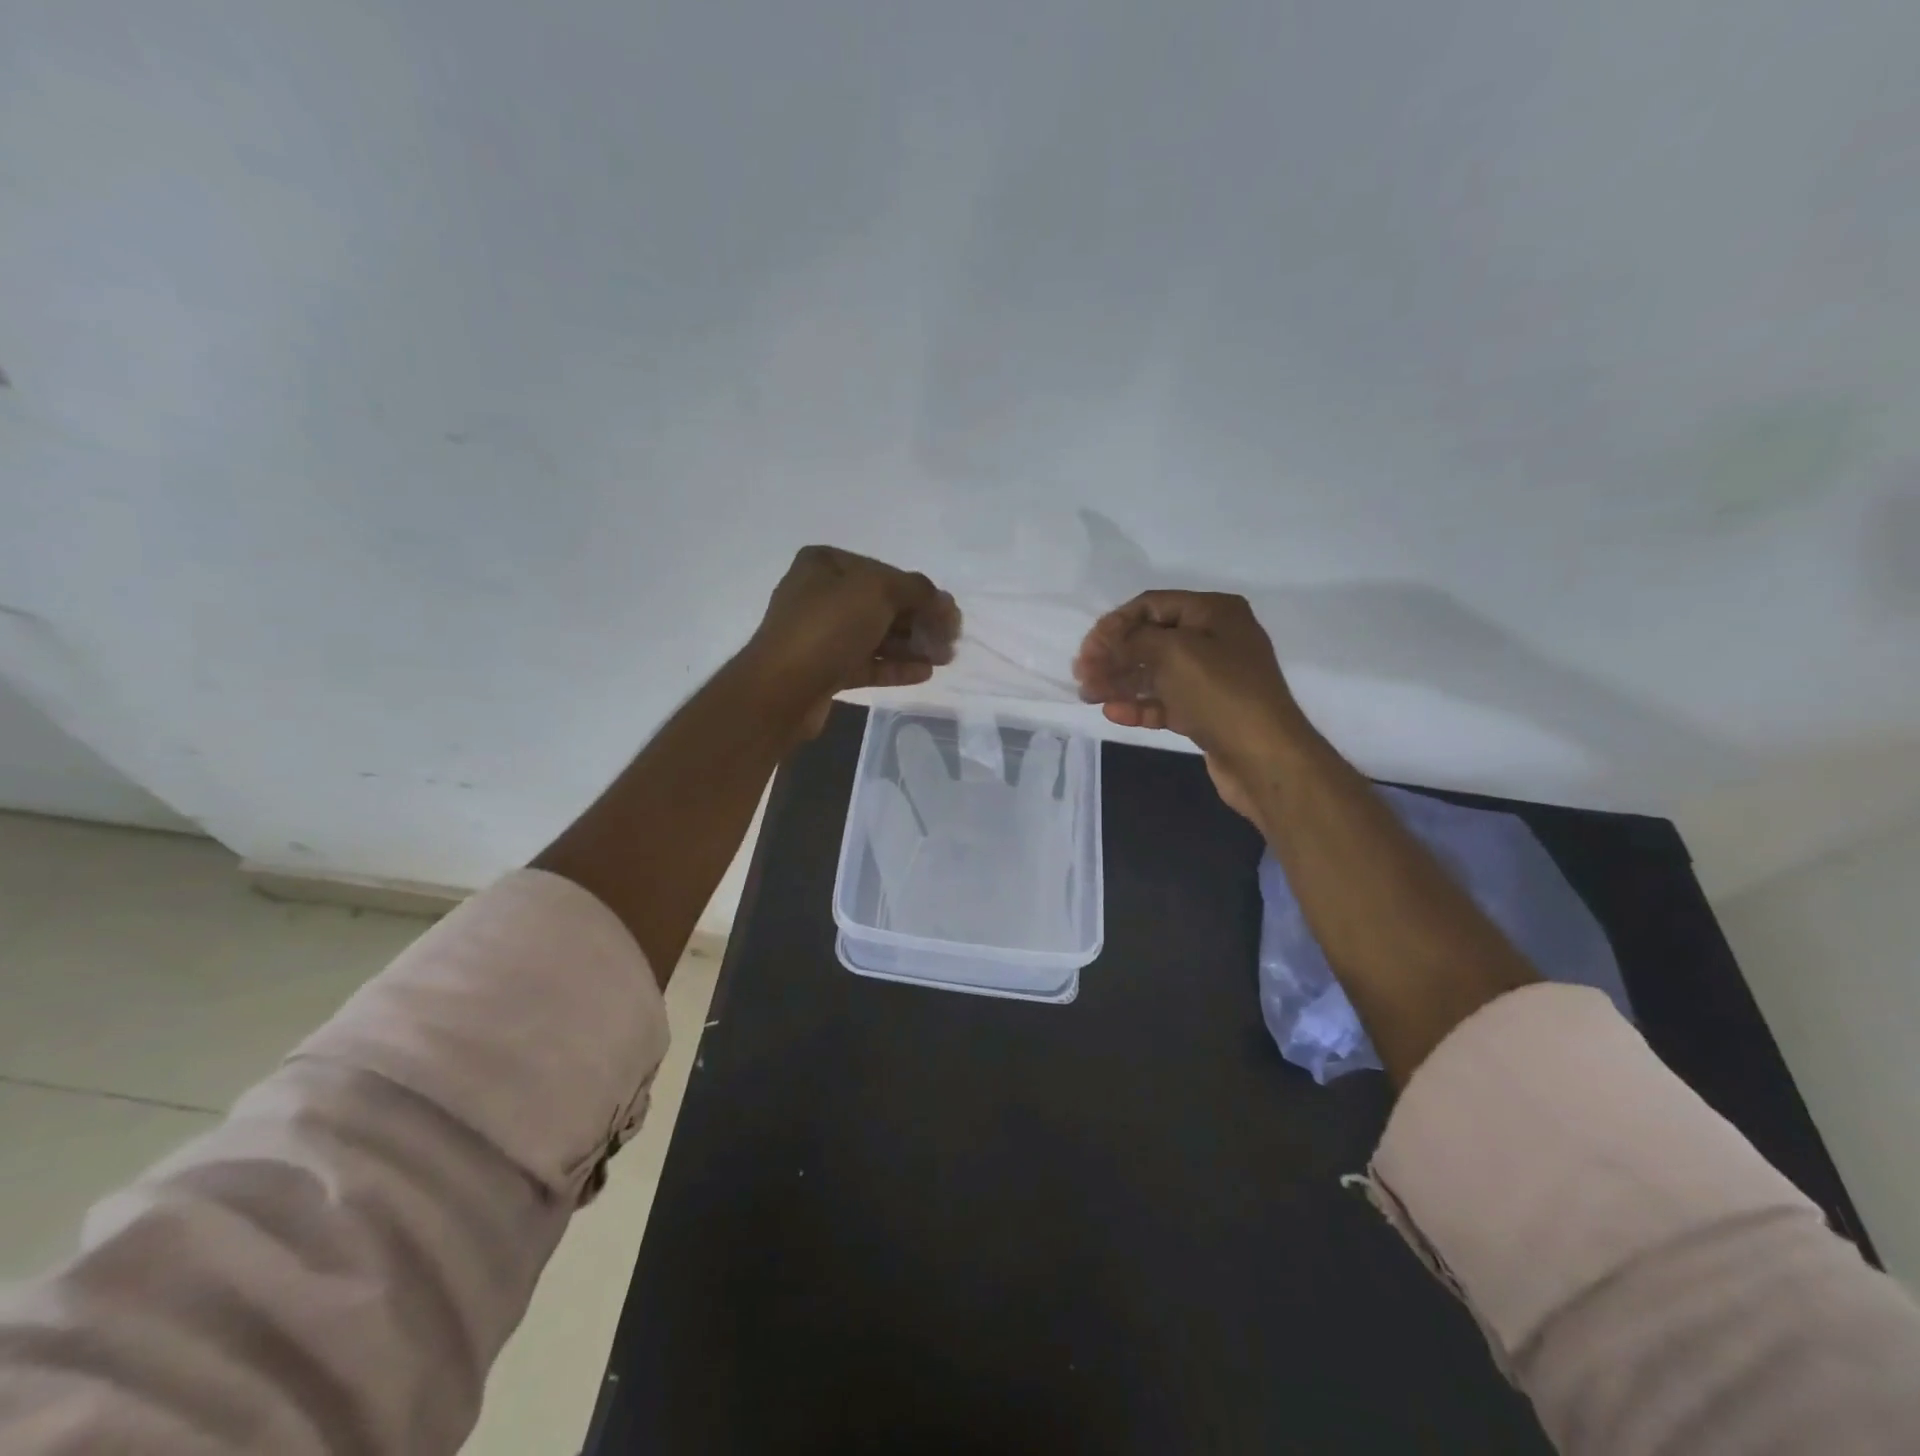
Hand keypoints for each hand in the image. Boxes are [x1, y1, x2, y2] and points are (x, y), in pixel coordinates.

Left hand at [745, 546, 960, 738]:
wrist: (782, 688)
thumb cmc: (828, 627)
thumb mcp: (878, 591)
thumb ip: (918, 591)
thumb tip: (944, 603)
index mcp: (826, 565)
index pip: (884, 572)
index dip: (921, 592)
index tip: (950, 613)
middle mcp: (820, 595)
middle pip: (882, 605)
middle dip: (919, 621)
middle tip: (951, 639)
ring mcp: (820, 634)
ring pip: (876, 636)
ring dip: (912, 645)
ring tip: (944, 658)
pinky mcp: (824, 670)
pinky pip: (867, 663)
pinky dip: (895, 666)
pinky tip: (924, 672)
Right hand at [1072, 591, 1308, 819]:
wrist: (1265, 756)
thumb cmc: (1220, 692)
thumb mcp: (1173, 652)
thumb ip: (1132, 640)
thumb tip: (1104, 640)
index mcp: (1214, 612)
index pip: (1152, 605)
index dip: (1115, 624)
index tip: (1087, 648)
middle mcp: (1215, 639)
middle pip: (1151, 639)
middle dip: (1114, 655)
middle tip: (1082, 674)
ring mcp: (1212, 678)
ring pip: (1155, 673)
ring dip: (1120, 682)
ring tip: (1088, 695)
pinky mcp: (1207, 712)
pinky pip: (1166, 701)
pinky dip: (1139, 705)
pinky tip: (1113, 712)